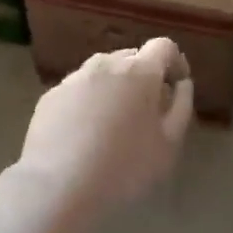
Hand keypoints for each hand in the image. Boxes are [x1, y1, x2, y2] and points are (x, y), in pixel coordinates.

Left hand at [19, 38, 194, 213]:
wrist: (58, 186)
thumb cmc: (124, 167)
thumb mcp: (169, 144)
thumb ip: (181, 106)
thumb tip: (181, 84)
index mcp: (139, 71)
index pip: (164, 46)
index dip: (175, 62)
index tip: (176, 86)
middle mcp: (105, 64)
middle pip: (132, 57)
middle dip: (144, 76)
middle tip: (147, 111)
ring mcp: (74, 78)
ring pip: (103, 72)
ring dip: (115, 87)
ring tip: (114, 124)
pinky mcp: (50, 96)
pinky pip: (79, 90)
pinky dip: (89, 101)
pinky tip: (85, 134)